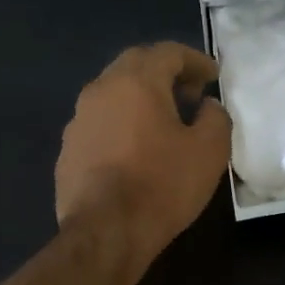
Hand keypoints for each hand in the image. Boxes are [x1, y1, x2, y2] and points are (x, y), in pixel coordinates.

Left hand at [56, 44, 231, 273]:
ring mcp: (78, 120)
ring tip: (164, 122)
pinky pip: (100, 123)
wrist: (106, 232)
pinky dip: (122, 124)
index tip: (213, 76)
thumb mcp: (210, 151)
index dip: (195, 60)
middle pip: (135, 65)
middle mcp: (101, 90)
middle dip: (165, 73)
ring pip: (113, 93)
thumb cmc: (163, 185)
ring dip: (141, 98)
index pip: (168, 52)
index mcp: (136, 82)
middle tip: (190, 93)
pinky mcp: (68, 150)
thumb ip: (216, 117)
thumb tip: (206, 106)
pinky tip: (136, 150)